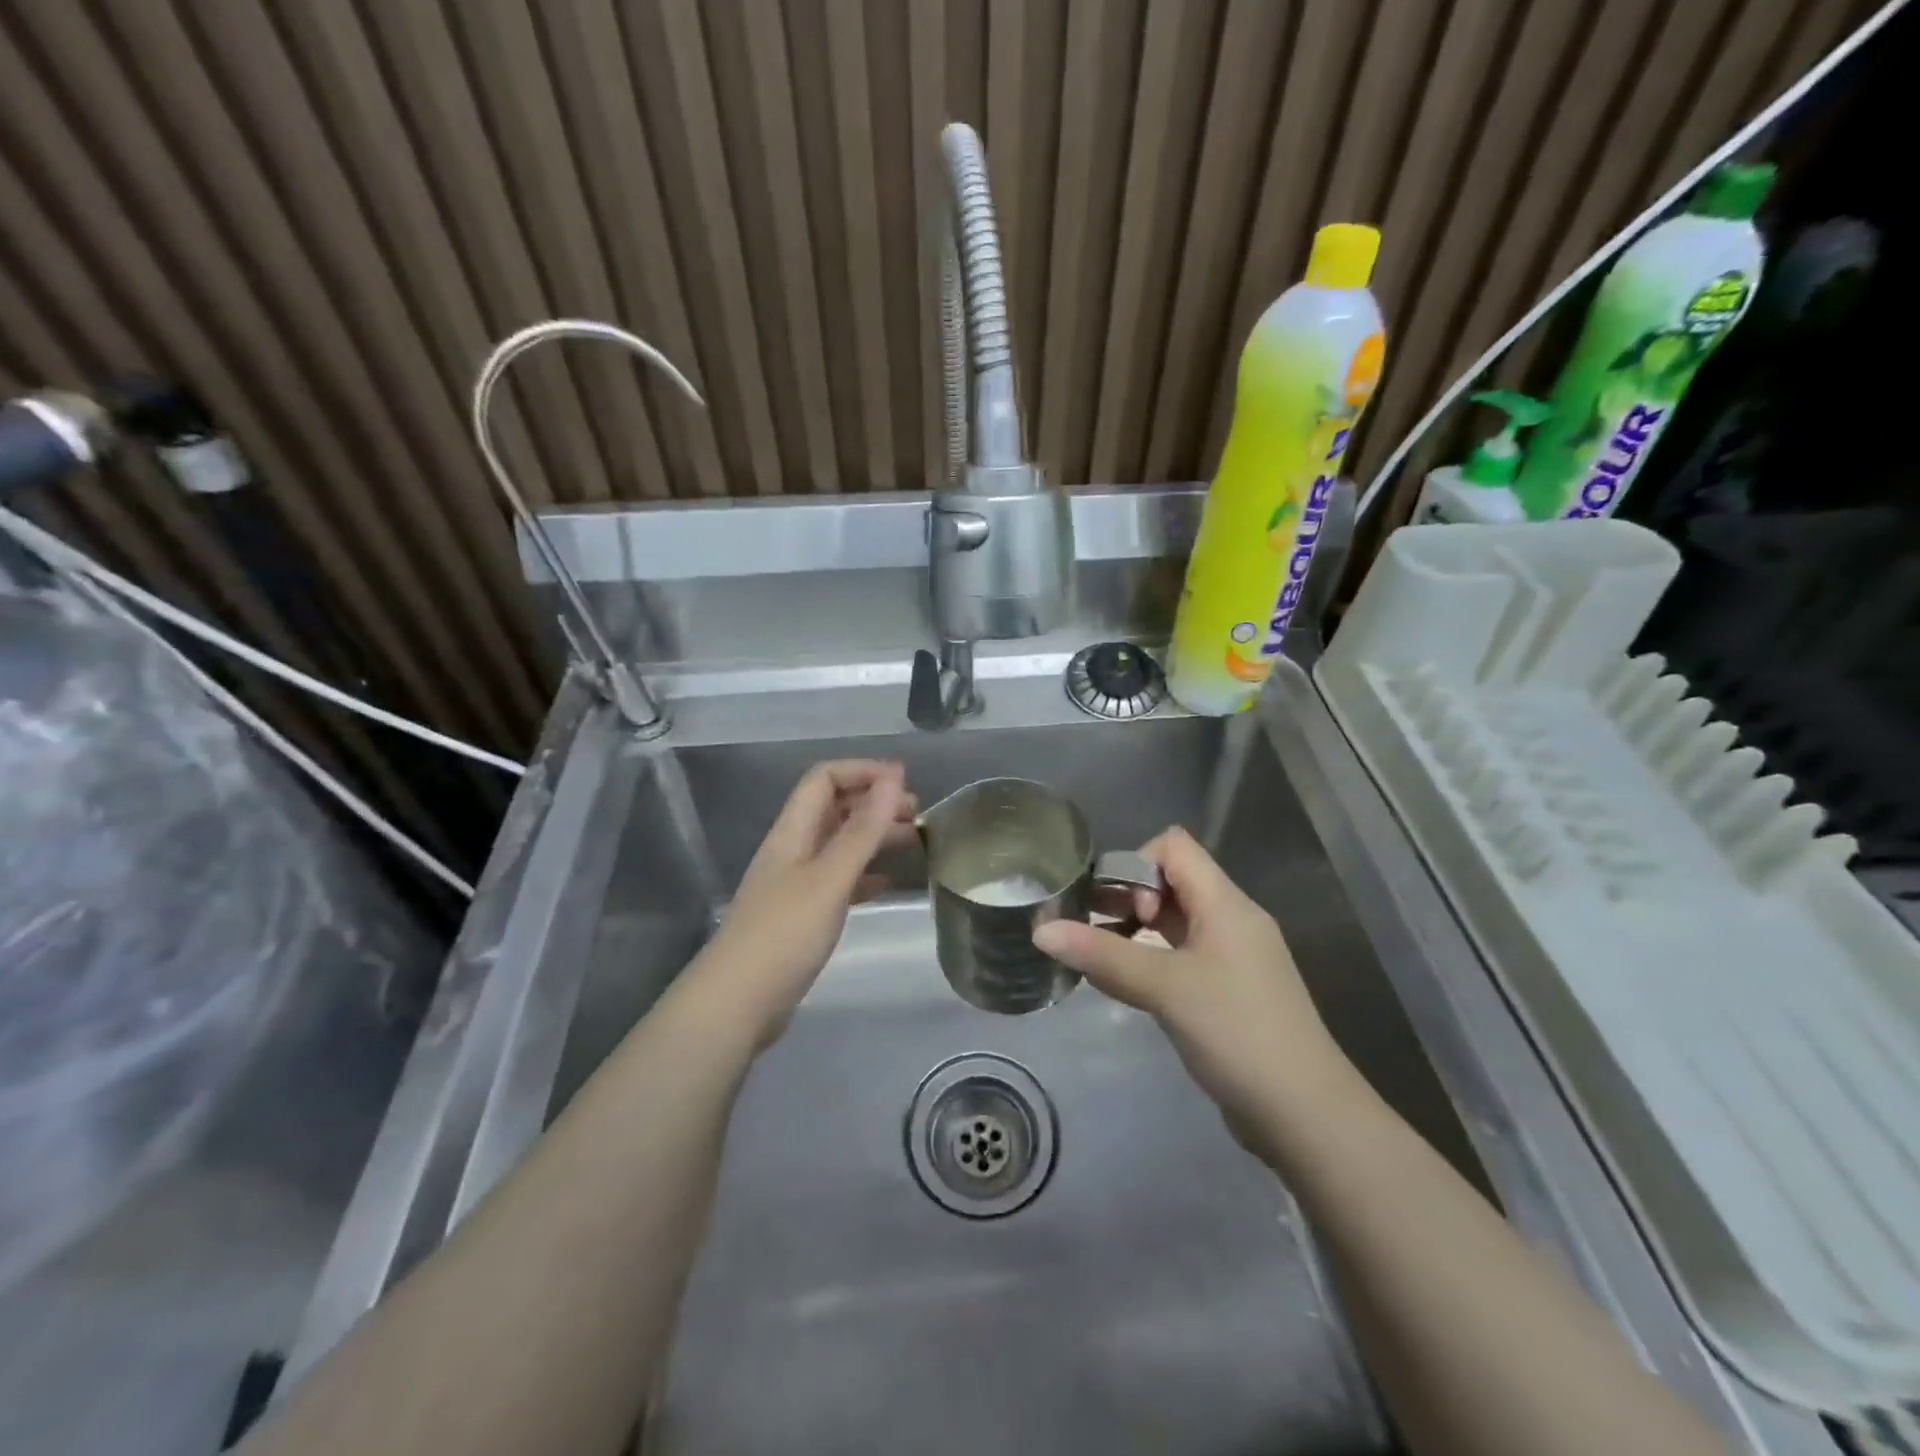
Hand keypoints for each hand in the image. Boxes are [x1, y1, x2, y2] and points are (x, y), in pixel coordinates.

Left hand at [693, 760, 913, 1048]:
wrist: (737, 1004)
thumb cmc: (784, 934)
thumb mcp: (829, 878)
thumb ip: (862, 830)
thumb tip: (894, 778)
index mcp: (793, 832)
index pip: (824, 779)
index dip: (863, 772)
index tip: (905, 782)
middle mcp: (793, 849)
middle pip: (834, 808)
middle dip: (875, 802)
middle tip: (918, 814)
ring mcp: (796, 884)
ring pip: (839, 844)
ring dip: (874, 836)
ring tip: (914, 842)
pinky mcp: (802, 916)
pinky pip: (839, 880)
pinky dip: (866, 873)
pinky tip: (889, 883)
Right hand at [1033, 826, 1355, 1142]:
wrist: (1304, 1113)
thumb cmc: (1236, 1032)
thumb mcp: (1164, 987)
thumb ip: (1102, 954)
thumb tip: (1041, 930)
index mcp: (1225, 903)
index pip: (1174, 847)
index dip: (1136, 864)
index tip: (1116, 908)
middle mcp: (1230, 920)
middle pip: (1170, 882)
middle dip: (1125, 898)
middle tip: (1088, 929)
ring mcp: (1230, 958)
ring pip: (1172, 923)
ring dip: (1132, 933)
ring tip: (1095, 958)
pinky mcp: (1226, 992)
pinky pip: (1179, 957)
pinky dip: (1148, 961)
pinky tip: (1121, 987)